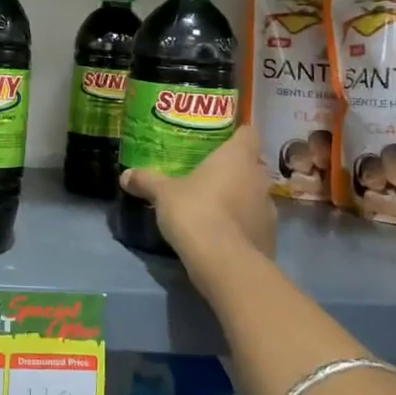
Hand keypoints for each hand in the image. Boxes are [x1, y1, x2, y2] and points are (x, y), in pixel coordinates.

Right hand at [120, 126, 275, 264]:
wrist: (223, 262)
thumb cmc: (195, 212)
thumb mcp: (163, 194)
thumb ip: (146, 180)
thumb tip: (125, 175)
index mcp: (238, 157)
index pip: (248, 132)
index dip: (237, 134)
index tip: (221, 141)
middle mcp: (260, 177)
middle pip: (252, 165)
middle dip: (235, 169)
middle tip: (209, 175)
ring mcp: (269, 208)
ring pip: (255, 195)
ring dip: (241, 198)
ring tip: (216, 208)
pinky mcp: (270, 236)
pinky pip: (256, 223)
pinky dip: (243, 226)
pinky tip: (224, 235)